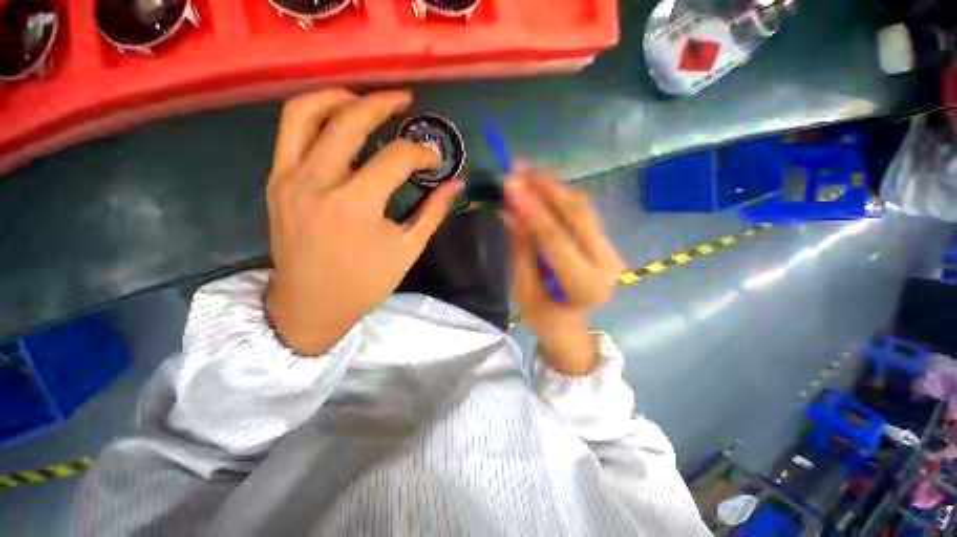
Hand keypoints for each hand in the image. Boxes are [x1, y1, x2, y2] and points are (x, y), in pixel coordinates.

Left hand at [265, 89, 461, 355]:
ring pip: (307, 113)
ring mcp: (289, 178)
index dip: (421, 153)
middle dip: (383, 103)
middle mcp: (318, 181)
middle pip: (350, 120)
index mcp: (356, 204)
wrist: (310, 304)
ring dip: (339, 97)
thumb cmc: (365, 282)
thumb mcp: (407, 249)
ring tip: (364, 99)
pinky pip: (289, 132)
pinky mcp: (276, 182)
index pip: (396, 158)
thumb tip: (456, 185)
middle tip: (404, 100)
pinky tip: (336, 120)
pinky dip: (314, 115)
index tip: (434, 160)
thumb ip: (433, 212)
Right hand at [504, 171, 624, 375]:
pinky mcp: (604, 241)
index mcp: (585, 285)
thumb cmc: (542, 315)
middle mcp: (606, 263)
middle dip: (546, 188)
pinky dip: (560, 195)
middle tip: (518, 168)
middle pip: (576, 215)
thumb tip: (510, 210)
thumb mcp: (524, 288)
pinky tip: (541, 184)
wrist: (569, 323)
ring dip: (553, 186)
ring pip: (582, 208)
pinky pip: (582, 212)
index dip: (533, 210)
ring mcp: (609, 249)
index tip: (511, 184)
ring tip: (526, 171)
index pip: (557, 239)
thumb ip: (521, 248)